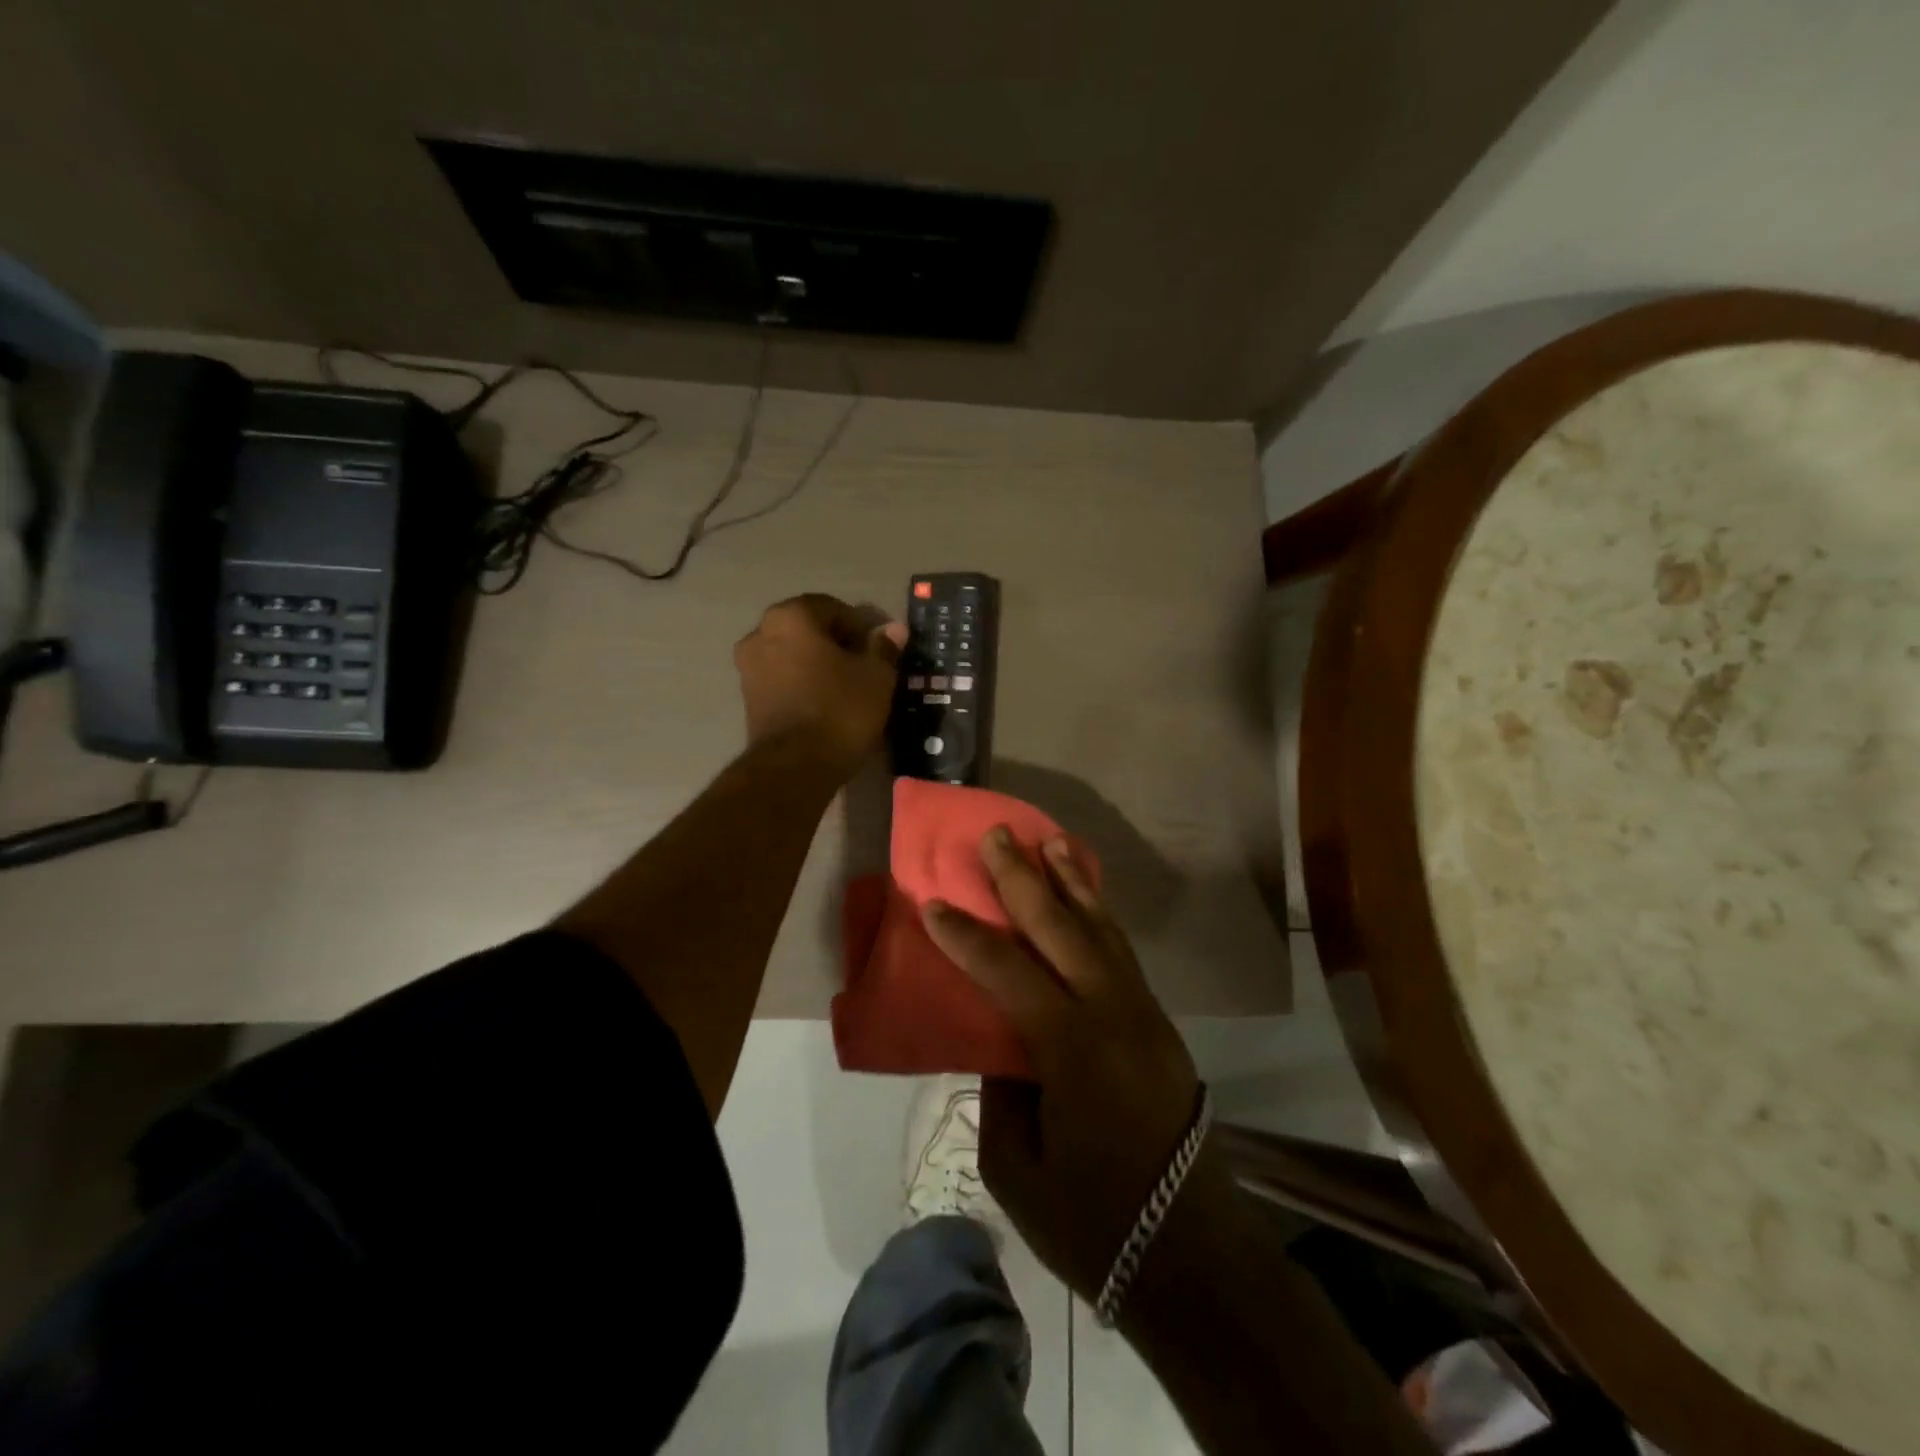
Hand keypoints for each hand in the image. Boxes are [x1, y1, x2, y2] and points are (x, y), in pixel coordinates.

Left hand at [734, 594, 905, 771]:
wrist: (795, 766)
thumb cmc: (840, 710)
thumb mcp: (876, 677)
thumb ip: (883, 648)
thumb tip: (893, 630)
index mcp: (791, 617)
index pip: (833, 608)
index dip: (861, 626)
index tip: (880, 649)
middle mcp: (761, 633)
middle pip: (809, 629)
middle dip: (837, 644)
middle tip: (866, 667)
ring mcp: (748, 667)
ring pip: (794, 655)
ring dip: (818, 664)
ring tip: (847, 688)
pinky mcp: (748, 698)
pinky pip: (783, 679)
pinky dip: (803, 684)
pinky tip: (826, 703)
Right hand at [921, 829, 1239, 1303]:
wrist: (1192, 1255)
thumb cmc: (1093, 1222)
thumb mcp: (1016, 1165)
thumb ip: (1002, 1090)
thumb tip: (1002, 1045)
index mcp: (1071, 1048)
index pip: (1008, 972)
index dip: (967, 936)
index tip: (934, 902)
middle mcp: (1112, 1013)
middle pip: (1061, 928)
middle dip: (1023, 878)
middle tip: (997, 835)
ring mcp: (1142, 1013)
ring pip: (1101, 929)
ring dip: (1072, 882)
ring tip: (1050, 842)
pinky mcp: (1158, 1023)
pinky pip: (1121, 952)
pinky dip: (1099, 915)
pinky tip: (1086, 899)